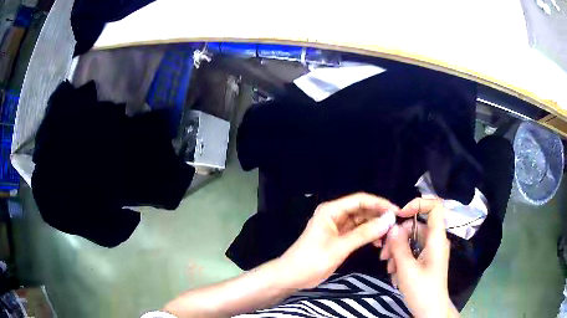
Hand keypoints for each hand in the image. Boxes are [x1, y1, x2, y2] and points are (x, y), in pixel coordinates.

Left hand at [278, 193, 397, 288]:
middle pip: (363, 210)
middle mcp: (335, 215)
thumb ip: (365, 233)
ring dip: (375, 227)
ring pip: (362, 221)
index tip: (397, 212)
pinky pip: (358, 232)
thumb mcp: (340, 247)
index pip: (361, 200)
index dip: (380, 204)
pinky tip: (378, 243)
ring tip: (390, 235)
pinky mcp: (340, 238)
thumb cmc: (312, 260)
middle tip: (396, 225)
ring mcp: (338, 227)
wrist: (292, 276)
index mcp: (331, 210)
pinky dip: (368, 236)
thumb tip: (389, 220)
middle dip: (379, 216)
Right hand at [380, 198, 456, 317]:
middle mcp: (435, 241)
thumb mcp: (406, 269)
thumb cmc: (422, 290)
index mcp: (436, 238)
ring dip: (397, 252)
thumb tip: (392, 227)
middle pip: (416, 227)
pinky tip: (395, 274)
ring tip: (388, 269)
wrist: (430, 311)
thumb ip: (399, 246)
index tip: (400, 215)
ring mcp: (431, 252)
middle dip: (398, 238)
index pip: (435, 207)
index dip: (418, 204)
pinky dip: (401, 260)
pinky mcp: (426, 261)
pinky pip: (412, 252)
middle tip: (384, 255)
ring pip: (411, 241)